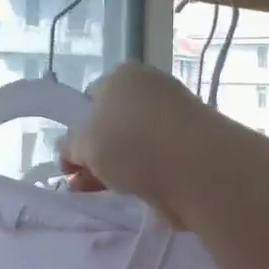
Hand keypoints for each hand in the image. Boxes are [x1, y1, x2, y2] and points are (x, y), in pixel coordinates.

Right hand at [59, 62, 228, 228]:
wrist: (198, 170)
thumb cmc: (132, 143)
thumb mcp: (83, 143)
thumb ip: (70, 146)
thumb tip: (71, 151)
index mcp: (124, 75)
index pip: (91, 98)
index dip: (79, 126)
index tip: (72, 156)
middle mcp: (152, 89)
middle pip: (114, 123)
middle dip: (96, 152)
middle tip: (82, 180)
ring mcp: (176, 118)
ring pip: (135, 145)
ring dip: (117, 168)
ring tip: (104, 193)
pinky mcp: (194, 147)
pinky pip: (158, 162)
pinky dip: (145, 176)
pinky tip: (135, 193)